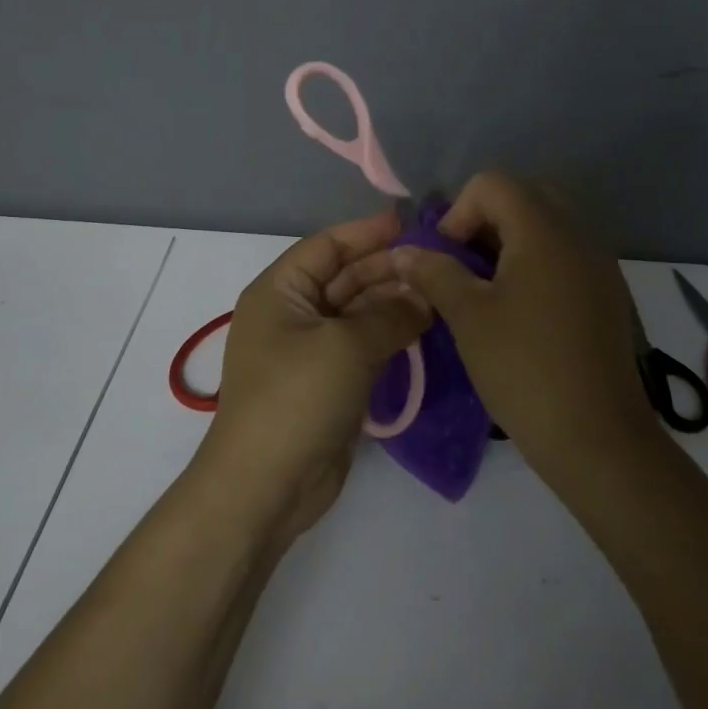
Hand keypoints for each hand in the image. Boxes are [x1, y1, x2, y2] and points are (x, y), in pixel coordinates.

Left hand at [186, 208, 429, 549]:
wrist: (266, 484)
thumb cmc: (297, 398)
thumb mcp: (346, 346)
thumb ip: (390, 315)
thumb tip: (424, 296)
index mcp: (280, 291)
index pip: (327, 246)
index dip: (367, 232)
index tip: (412, 224)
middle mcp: (292, 313)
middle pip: (345, 277)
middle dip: (388, 269)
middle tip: (439, 263)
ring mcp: (310, 350)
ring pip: (357, 313)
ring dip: (393, 303)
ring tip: (440, 293)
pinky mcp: (328, 383)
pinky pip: (362, 346)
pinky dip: (390, 335)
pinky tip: (425, 328)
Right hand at [334, 172, 654, 479]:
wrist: (596, 436)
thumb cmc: (524, 369)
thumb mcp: (468, 317)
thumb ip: (434, 272)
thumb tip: (405, 251)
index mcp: (545, 231)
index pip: (494, 183)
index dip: (459, 211)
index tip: (447, 258)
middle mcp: (579, 235)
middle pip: (526, 195)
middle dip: (486, 219)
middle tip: (466, 263)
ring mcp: (599, 263)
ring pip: (549, 223)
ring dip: (511, 240)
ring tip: (488, 287)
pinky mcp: (608, 292)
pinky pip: (567, 252)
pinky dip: (537, 261)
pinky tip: (521, 308)